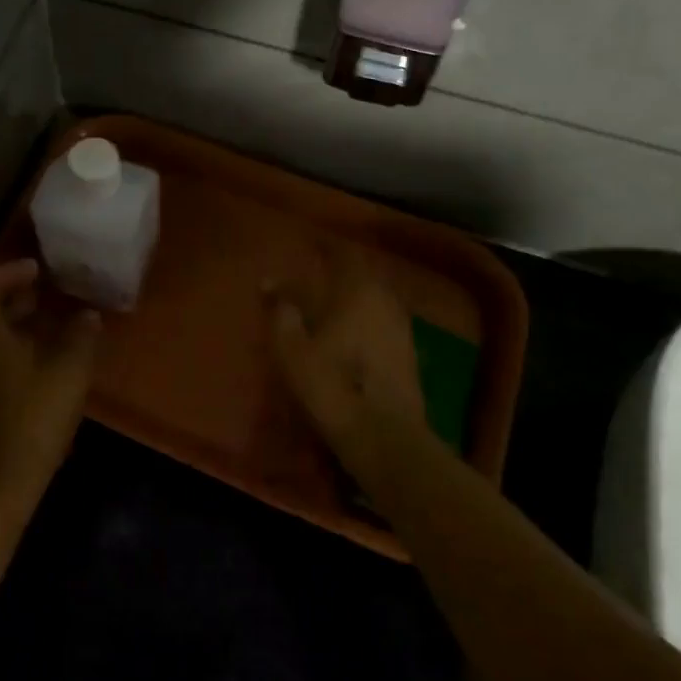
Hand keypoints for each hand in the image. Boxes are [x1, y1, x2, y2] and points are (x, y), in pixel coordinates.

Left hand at [0, 258, 100, 500]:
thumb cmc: (30, 417)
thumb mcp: (68, 371)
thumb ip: (80, 335)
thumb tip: (88, 314)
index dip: (11, 270)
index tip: (39, 268)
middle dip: (12, 294)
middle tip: (45, 289)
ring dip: (11, 322)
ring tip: (46, 321)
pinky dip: (7, 346)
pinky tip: (37, 359)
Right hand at [266, 247, 429, 480]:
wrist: (384, 436)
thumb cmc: (332, 384)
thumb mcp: (292, 349)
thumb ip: (282, 312)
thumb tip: (270, 284)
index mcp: (358, 291)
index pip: (344, 255)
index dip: (327, 247)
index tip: (312, 244)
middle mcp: (386, 301)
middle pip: (363, 276)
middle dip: (342, 274)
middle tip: (321, 275)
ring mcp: (403, 328)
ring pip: (377, 300)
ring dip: (357, 298)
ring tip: (336, 305)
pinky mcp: (410, 356)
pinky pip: (384, 324)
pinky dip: (369, 322)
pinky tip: (356, 336)